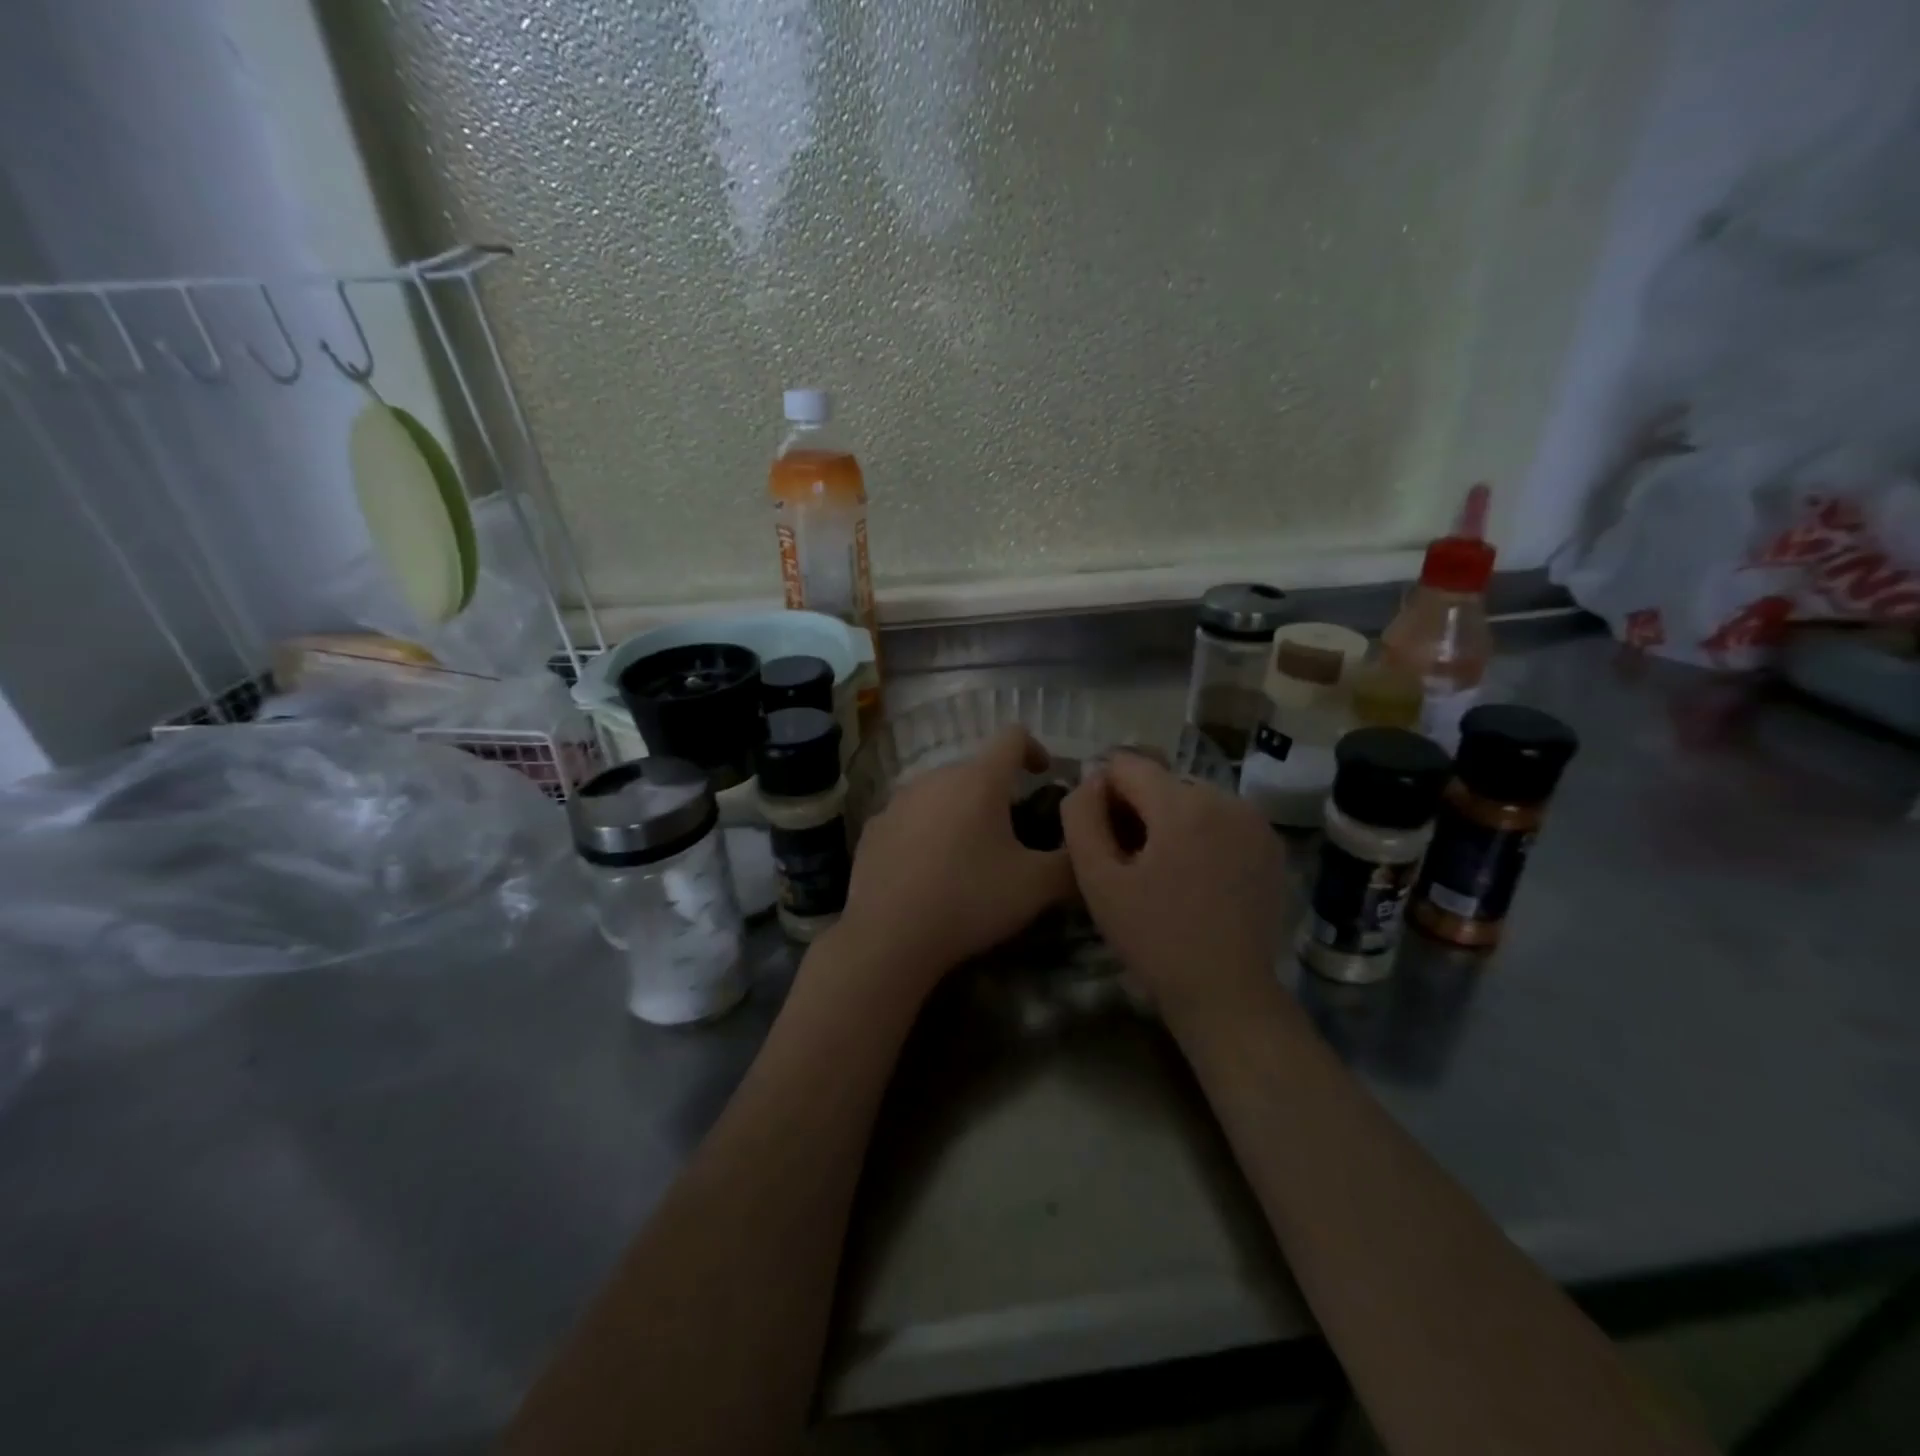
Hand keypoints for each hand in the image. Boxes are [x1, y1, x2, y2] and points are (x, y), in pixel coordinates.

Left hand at [836, 725, 1074, 994]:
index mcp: (978, 780)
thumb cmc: (970, 900)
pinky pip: (910, 817)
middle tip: (1012, 833)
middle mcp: (935, 777)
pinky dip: (927, 832)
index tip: (1043, 776)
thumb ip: (1071, 862)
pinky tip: (929, 871)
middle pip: (975, 769)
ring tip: (969, 854)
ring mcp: (898, 801)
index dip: (1035, 749)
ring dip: (960, 811)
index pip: (1013, 737)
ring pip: (940, 792)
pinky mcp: (873, 827)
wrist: (888, 937)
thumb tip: (1086, 849)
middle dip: (998, 792)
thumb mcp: (1036, 887)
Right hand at [1061, 751, 1286, 1023]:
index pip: (1125, 764)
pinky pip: (1220, 818)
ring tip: (1162, 873)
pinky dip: (1200, 834)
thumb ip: (1081, 817)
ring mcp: (1255, 820)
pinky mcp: (1270, 843)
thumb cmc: (1154, 938)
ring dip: (1168, 822)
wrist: (1226, 992)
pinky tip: (1194, 877)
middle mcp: (1226, 798)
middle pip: (1160, 780)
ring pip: (1189, 798)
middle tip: (1129, 863)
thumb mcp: (1097, 880)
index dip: (1102, 795)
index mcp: (1183, 803)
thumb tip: (1089, 780)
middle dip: (1137, 809)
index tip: (1103, 839)